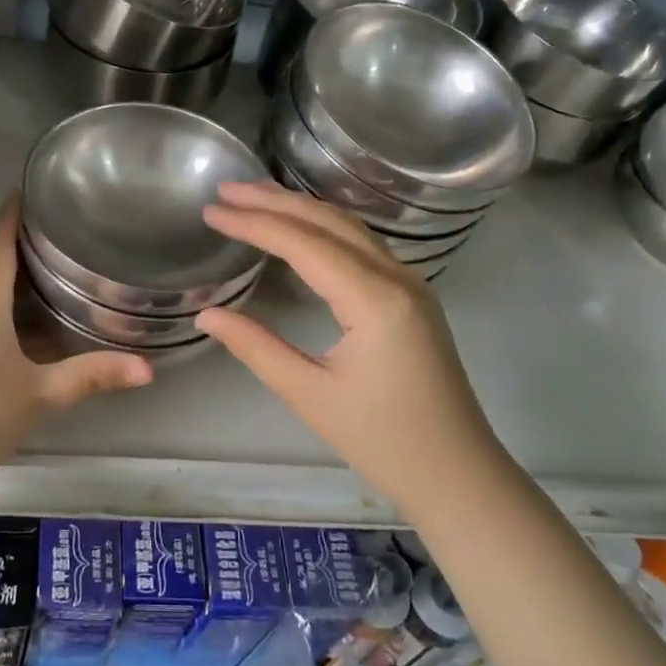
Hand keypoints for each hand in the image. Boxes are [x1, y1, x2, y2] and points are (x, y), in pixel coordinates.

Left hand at [0, 199, 151, 508]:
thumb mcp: (38, 397)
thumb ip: (91, 377)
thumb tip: (148, 369)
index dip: (17, 211)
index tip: (41, 189)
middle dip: (24, 244)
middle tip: (68, 234)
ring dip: (12, 278)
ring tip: (55, 272)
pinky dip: (0, 307)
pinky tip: (24, 326)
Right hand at [197, 181, 498, 514]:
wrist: (459, 477)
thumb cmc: (384, 442)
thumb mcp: (310, 395)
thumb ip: (256, 347)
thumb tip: (205, 314)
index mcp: (374, 299)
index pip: (303, 243)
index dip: (253, 223)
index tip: (211, 212)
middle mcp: (397, 277)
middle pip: (328, 221)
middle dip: (274, 201)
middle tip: (226, 189)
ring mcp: (410, 283)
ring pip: (348, 227)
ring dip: (299, 208)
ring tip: (253, 198)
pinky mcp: (411, 296)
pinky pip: (362, 245)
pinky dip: (322, 227)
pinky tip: (299, 229)